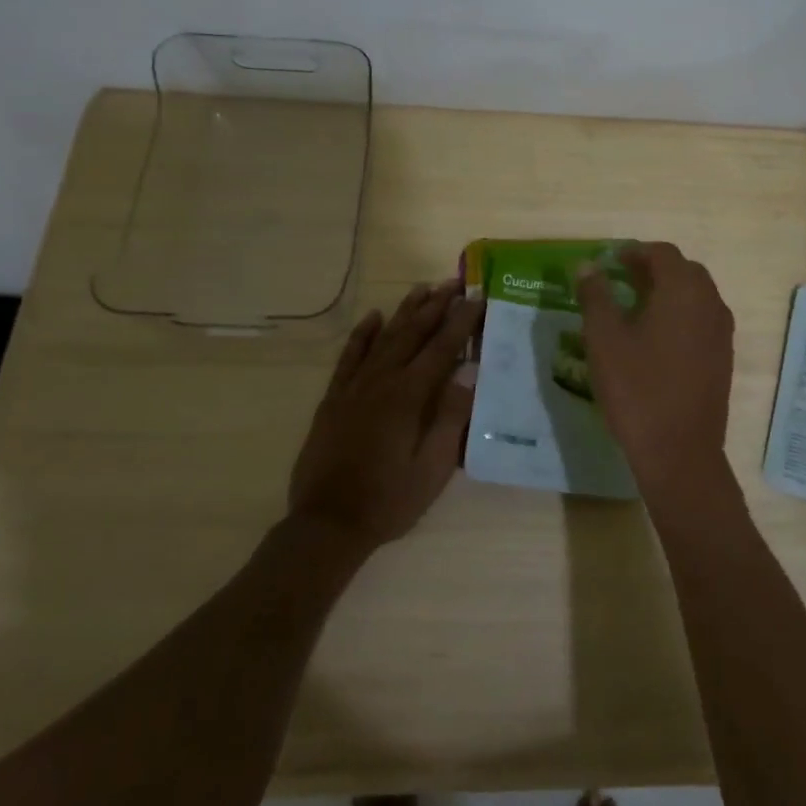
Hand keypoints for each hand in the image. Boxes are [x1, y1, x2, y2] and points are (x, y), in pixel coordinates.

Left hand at [288, 279, 483, 549]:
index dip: (461, 321)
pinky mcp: (334, 399)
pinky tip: (373, 317)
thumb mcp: (434, 467)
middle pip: (413, 334)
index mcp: (410, 397)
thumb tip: (469, 373)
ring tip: (422, 288)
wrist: (328, 523)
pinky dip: (362, 335)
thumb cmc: (390, 499)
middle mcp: (382, 381)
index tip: (477, 297)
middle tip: (455, 282)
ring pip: (384, 338)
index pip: (442, 348)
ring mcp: (355, 388)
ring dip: (404, 311)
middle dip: (436, 306)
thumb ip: (451, 417)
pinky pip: (349, 357)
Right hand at [575, 243, 739, 521]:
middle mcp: (710, 303)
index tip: (611, 261)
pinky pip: (703, 320)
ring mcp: (722, 332)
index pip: (663, 253)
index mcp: (683, 291)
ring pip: (697, 296)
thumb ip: (595, 296)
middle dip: (654, 269)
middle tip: (622, 280)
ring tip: (636, 307)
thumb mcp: (604, 340)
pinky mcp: (724, 358)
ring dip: (669, 292)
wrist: (680, 451)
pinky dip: (682, 316)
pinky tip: (657, 339)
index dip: (635, 252)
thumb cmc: (637, 390)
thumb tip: (588, 266)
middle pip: (684, 271)